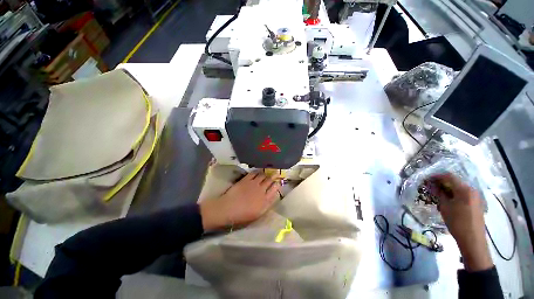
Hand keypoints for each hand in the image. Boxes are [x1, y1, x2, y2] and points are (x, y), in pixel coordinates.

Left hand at [199, 172, 280, 230]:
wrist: (228, 209)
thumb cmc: (242, 215)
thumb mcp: (258, 214)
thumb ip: (266, 205)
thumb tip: (272, 197)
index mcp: (265, 200)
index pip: (275, 189)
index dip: (277, 185)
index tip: (278, 182)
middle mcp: (261, 190)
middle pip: (270, 180)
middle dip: (274, 176)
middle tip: (276, 173)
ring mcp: (254, 183)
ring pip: (263, 175)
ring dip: (266, 174)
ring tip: (266, 172)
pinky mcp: (246, 179)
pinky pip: (254, 173)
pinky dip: (257, 172)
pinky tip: (258, 172)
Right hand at [426, 173, 492, 271]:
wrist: (472, 239)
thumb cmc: (457, 222)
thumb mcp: (445, 207)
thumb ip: (439, 194)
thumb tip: (431, 185)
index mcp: (464, 189)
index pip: (449, 176)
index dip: (437, 176)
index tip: (427, 179)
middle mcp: (472, 190)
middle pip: (455, 181)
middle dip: (442, 183)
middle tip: (431, 187)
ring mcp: (476, 197)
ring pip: (459, 188)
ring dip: (448, 189)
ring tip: (438, 194)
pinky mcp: (476, 203)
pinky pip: (463, 194)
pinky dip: (454, 194)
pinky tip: (448, 200)